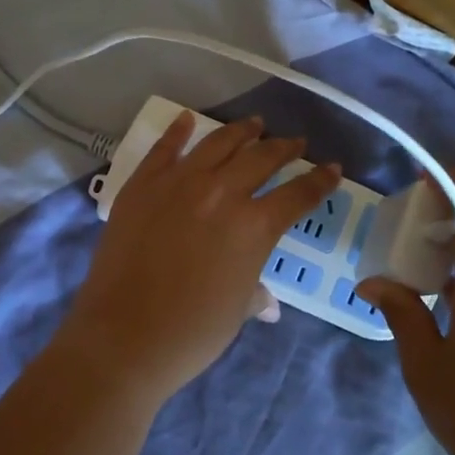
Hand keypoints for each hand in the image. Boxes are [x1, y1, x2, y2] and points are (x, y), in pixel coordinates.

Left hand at [58, 112, 340, 402]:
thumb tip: (267, 303)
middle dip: (284, 148)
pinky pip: (164, 148)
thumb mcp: (236, 312)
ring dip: (241, 131)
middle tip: (294, 142)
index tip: (331, 168)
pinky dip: (178, 130)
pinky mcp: (143, 184)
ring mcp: (179, 183)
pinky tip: (187, 119)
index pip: (298, 195)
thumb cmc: (191, 333)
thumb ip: (254, 293)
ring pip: (218, 143)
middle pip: (262, 158)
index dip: (320, 181)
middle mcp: (222, 193)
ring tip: (254, 124)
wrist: (123, 335)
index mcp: (255, 226)